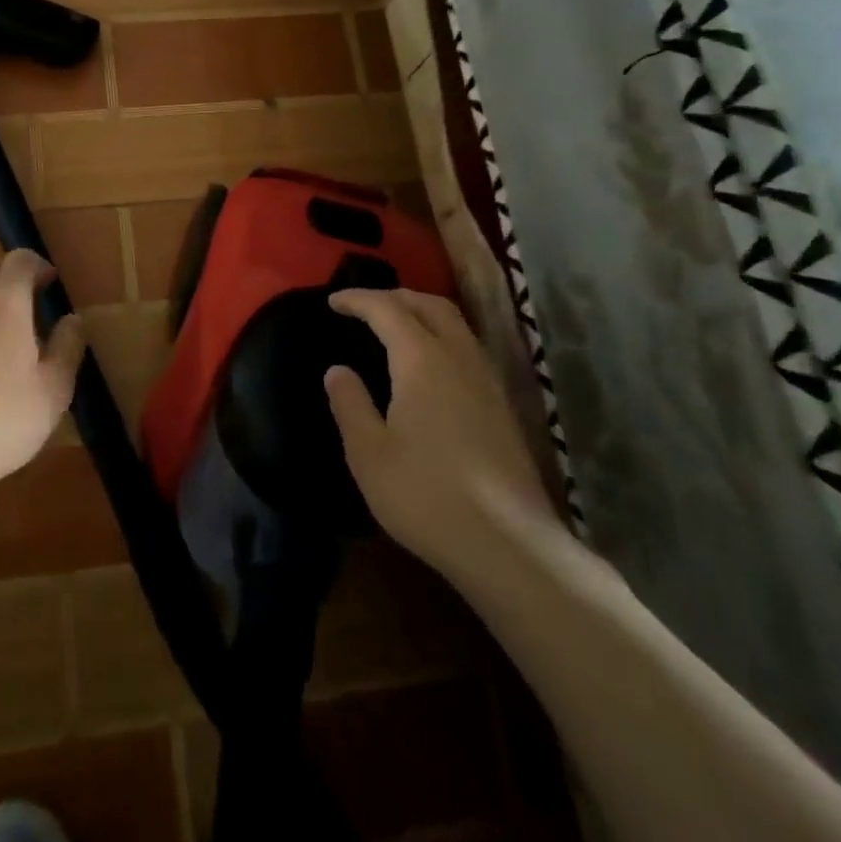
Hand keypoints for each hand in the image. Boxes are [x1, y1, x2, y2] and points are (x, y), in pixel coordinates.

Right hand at [325, 289, 555, 568]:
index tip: (333, 301)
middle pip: (430, 305)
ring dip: (422, 313)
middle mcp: (460, 358)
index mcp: (422, 360)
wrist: (508, 544)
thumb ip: (350, 404)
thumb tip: (338, 370)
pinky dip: (441, 337)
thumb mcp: (369, 452)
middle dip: (395, 296)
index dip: (358, 299)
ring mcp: (488, 381)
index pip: (387, 309)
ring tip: (395, 327)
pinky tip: (430, 366)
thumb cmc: (425, 495)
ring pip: (456, 324)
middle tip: (364, 307)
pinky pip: (468, 348)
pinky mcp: (502, 406)